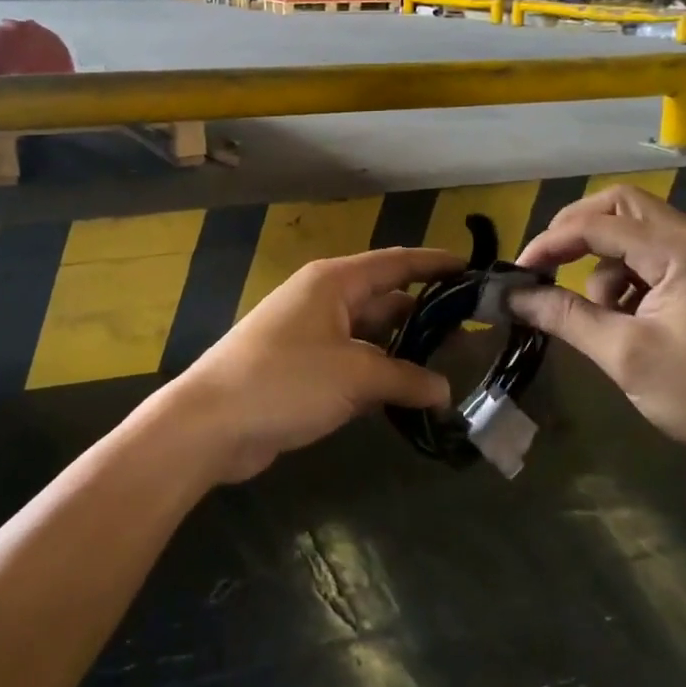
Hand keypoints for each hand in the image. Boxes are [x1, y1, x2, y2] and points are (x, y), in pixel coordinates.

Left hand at [154, 247, 461, 483]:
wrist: (211, 424)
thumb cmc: (285, 381)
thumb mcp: (355, 376)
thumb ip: (405, 379)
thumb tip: (445, 390)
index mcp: (334, 282)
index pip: (396, 263)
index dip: (435, 263)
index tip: (474, 269)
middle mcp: (325, 301)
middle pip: (385, 300)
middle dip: (426, 316)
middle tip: (473, 335)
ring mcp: (313, 336)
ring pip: (372, 336)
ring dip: (405, 352)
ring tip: (452, 368)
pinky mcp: (305, 370)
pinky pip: (355, 364)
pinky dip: (381, 376)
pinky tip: (410, 396)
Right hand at [510, 186, 685, 481]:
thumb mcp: (627, 357)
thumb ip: (566, 318)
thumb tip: (513, 297)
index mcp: (680, 249)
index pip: (598, 224)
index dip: (550, 242)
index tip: (518, 274)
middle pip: (622, 207)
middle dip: (577, 232)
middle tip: (547, 267)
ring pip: (639, 234)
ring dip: (606, 263)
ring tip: (602, 317)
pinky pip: (659, 259)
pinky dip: (631, 279)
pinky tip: (631, 322)